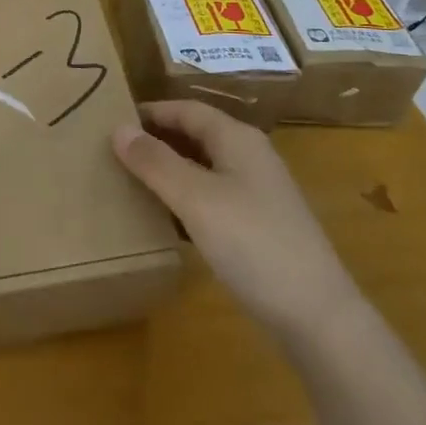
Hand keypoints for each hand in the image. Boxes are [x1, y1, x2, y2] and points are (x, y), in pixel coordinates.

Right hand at [113, 99, 360, 342]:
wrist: (316, 315)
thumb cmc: (253, 243)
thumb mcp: (196, 199)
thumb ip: (156, 162)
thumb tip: (118, 128)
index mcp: (238, 139)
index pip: (186, 109)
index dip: (150, 112)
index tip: (109, 121)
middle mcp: (249, 157)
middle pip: (195, 135)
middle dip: (156, 139)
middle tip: (112, 151)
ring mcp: (257, 192)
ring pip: (202, 167)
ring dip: (168, 170)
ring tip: (128, 181)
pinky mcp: (258, 225)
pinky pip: (211, 197)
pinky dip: (184, 198)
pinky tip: (163, 218)